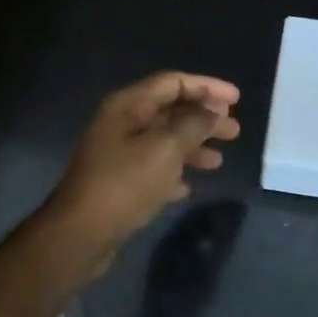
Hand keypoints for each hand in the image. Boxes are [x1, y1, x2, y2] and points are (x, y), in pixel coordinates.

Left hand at [46, 71, 240, 261]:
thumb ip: (193, 124)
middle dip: (204, 119)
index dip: (206, 87)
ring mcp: (118, 154)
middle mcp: (122, 124)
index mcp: (128, 106)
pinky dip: (174, 172)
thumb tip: (213, 109)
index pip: (173, 83)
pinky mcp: (119, 183)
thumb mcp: (166, 149)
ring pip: (164, 141)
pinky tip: (188, 186)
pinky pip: (153, 169)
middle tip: (234, 132)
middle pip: (170, 111)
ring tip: (218, 162)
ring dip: (193, 147)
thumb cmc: (125, 184)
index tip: (237, 99)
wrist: (81, 234)